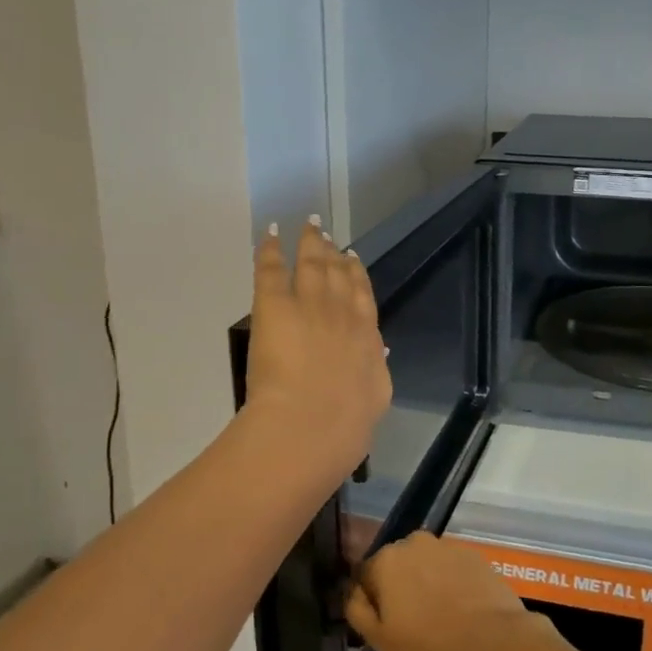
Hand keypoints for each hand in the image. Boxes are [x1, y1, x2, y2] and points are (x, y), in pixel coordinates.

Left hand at [242, 219, 391, 490]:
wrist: (313, 423)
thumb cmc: (346, 423)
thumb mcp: (374, 395)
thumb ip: (375, 372)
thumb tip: (379, 354)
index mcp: (365, 335)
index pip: (363, 296)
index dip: (357, 275)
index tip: (353, 259)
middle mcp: (341, 312)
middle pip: (339, 273)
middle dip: (334, 252)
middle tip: (328, 236)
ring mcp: (309, 304)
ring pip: (311, 263)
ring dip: (310, 242)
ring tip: (309, 226)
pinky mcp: (275, 305)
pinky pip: (273, 269)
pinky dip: (272, 249)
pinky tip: (273, 233)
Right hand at [346, 533, 555, 650]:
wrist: (495, 643)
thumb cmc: (430, 647)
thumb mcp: (381, 641)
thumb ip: (358, 611)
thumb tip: (354, 592)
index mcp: (387, 560)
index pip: (366, 576)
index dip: (372, 603)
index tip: (386, 627)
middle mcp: (416, 542)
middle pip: (397, 566)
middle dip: (400, 589)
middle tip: (412, 626)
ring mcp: (448, 547)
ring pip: (426, 566)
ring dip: (427, 585)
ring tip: (440, 620)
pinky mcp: (475, 556)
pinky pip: (452, 570)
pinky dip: (452, 585)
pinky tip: (462, 612)